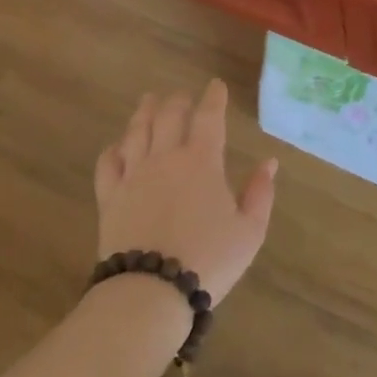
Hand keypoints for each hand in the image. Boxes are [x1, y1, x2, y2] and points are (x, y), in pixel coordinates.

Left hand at [94, 80, 276, 304]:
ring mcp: (133, 176)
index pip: (208, 117)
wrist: (151, 291)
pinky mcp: (110, 197)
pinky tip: (117, 146)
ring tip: (148, 101)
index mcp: (202, 161)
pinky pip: (108, 164)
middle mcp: (165, 158)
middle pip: (168, 116)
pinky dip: (113, 149)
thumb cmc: (209, 259)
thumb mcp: (249, 231)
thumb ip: (260, 193)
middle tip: (181, 95)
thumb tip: (269, 163)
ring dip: (144, 113)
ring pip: (136, 132)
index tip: (215, 85)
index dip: (213, 98)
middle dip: (177, 101)